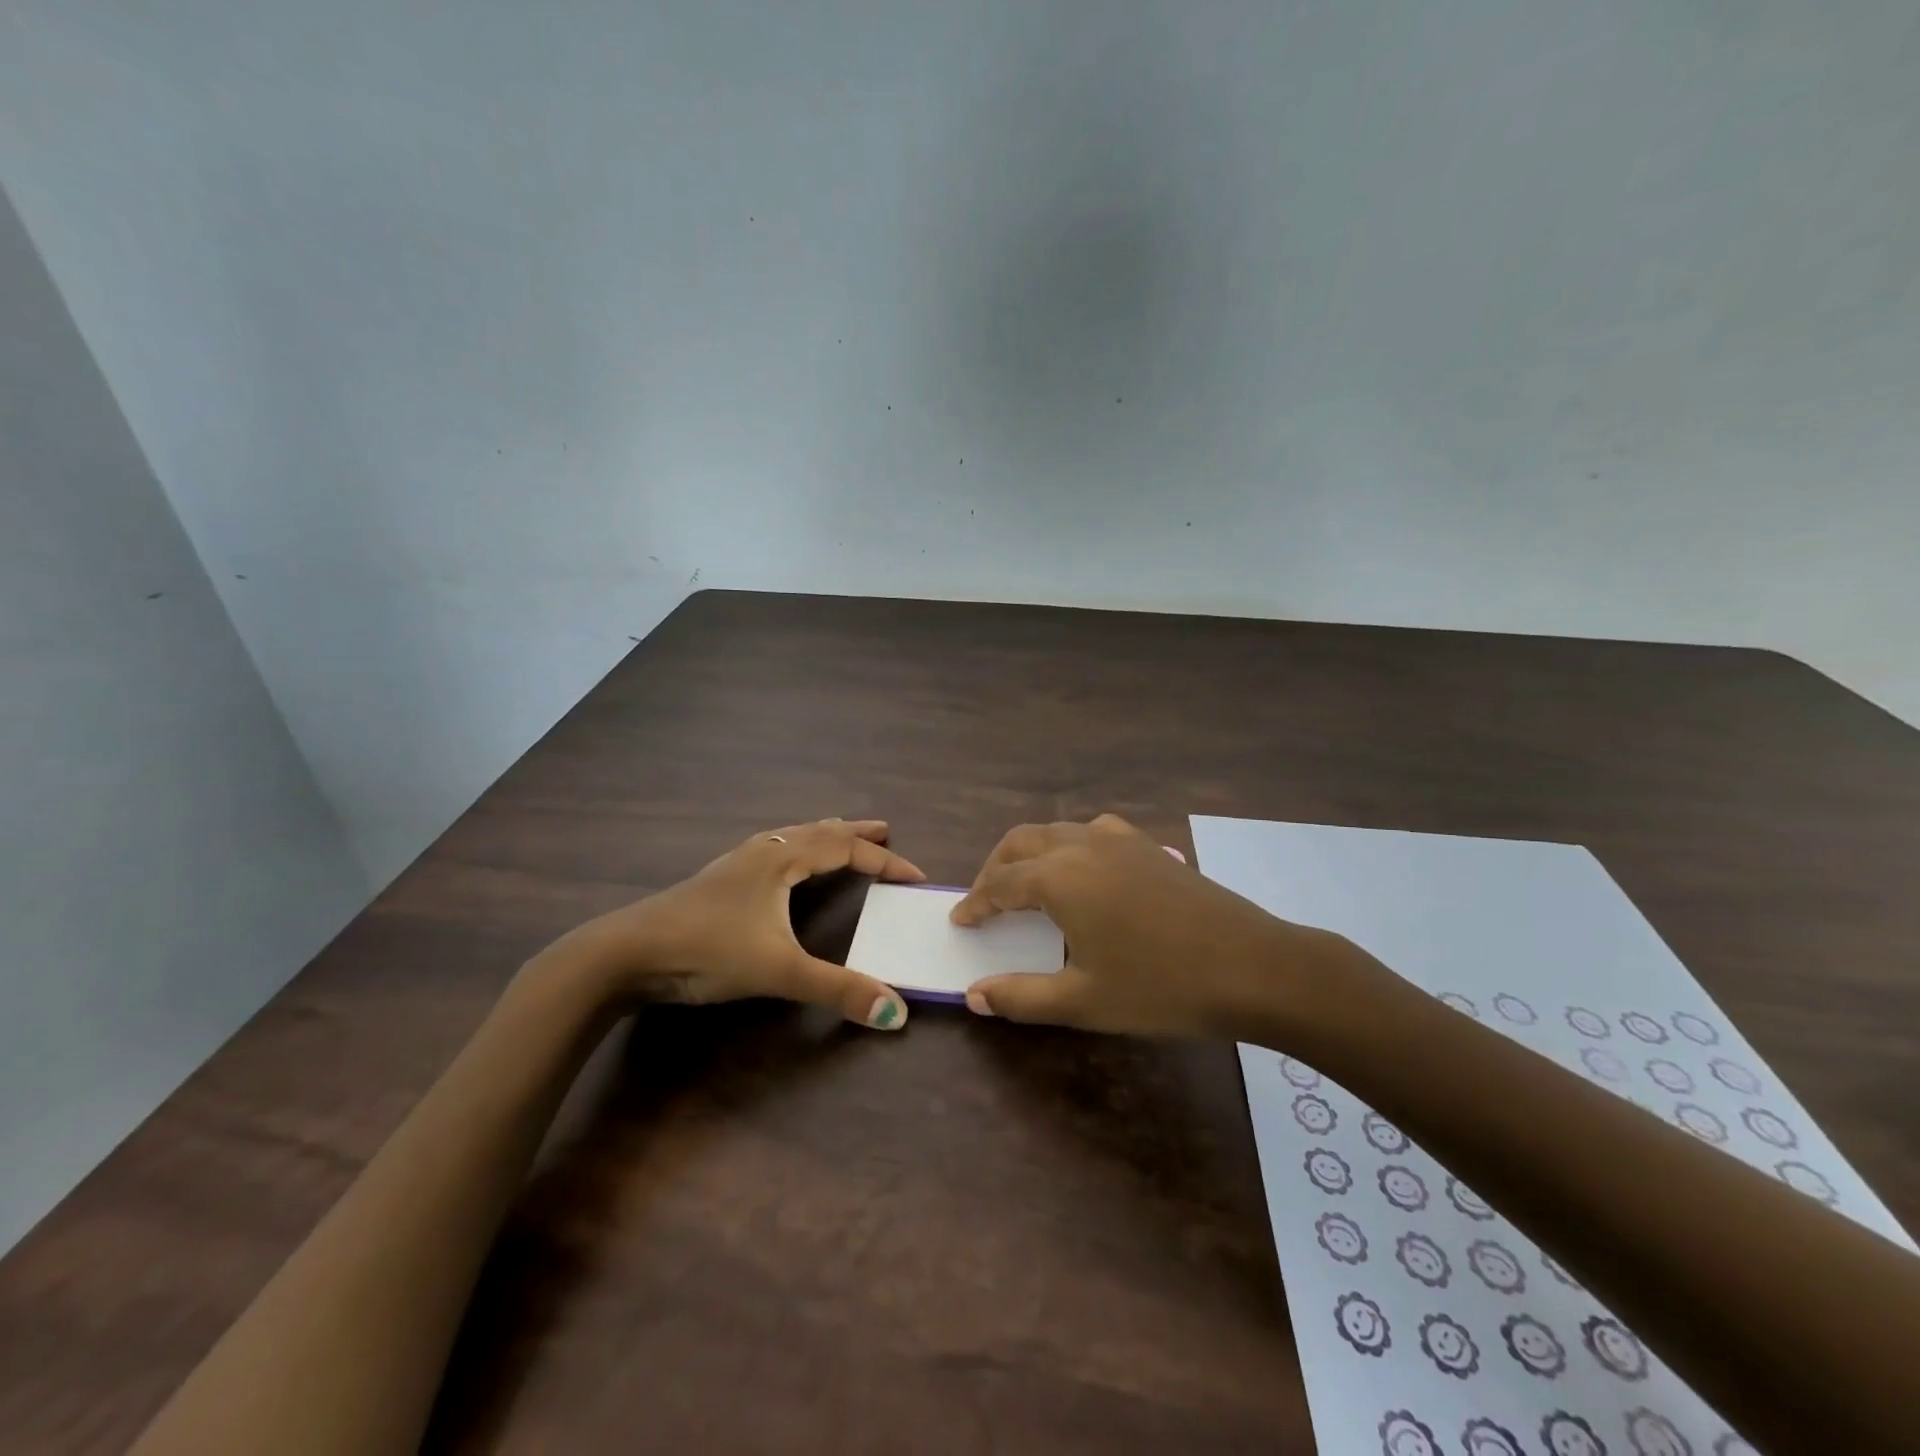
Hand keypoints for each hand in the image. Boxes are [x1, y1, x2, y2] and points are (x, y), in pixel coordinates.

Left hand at [552, 818, 925, 1028]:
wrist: (626, 952)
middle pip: (818, 832)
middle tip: (883, 829)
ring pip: (789, 837)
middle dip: (854, 833)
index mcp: (782, 861)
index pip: (845, 850)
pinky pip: (768, 850)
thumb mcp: (779, 970)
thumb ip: (837, 990)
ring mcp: (735, 864)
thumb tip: (896, 1011)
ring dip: (820, 834)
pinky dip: (791, 847)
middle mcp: (762, 853)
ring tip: (837, 832)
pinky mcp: (715, 881)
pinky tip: (777, 862)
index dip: (883, 861)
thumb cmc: (707, 950)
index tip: (914, 875)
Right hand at [950, 815, 1352, 1037]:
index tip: (960, 920)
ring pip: (1058, 831)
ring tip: (1028, 884)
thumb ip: (1021, 997)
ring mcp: (1121, 840)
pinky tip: (1086, 872)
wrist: (1254, 966)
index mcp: (1059, 877)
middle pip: (1022, 842)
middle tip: (986, 900)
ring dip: (1032, 852)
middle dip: (997, 867)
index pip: (1001, 883)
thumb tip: (973, 996)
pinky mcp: (1151, 846)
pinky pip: (1095, 832)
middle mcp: (1083, 845)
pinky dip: (1071, 845)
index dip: (976, 903)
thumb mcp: (1084, 1001)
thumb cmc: (1161, 986)